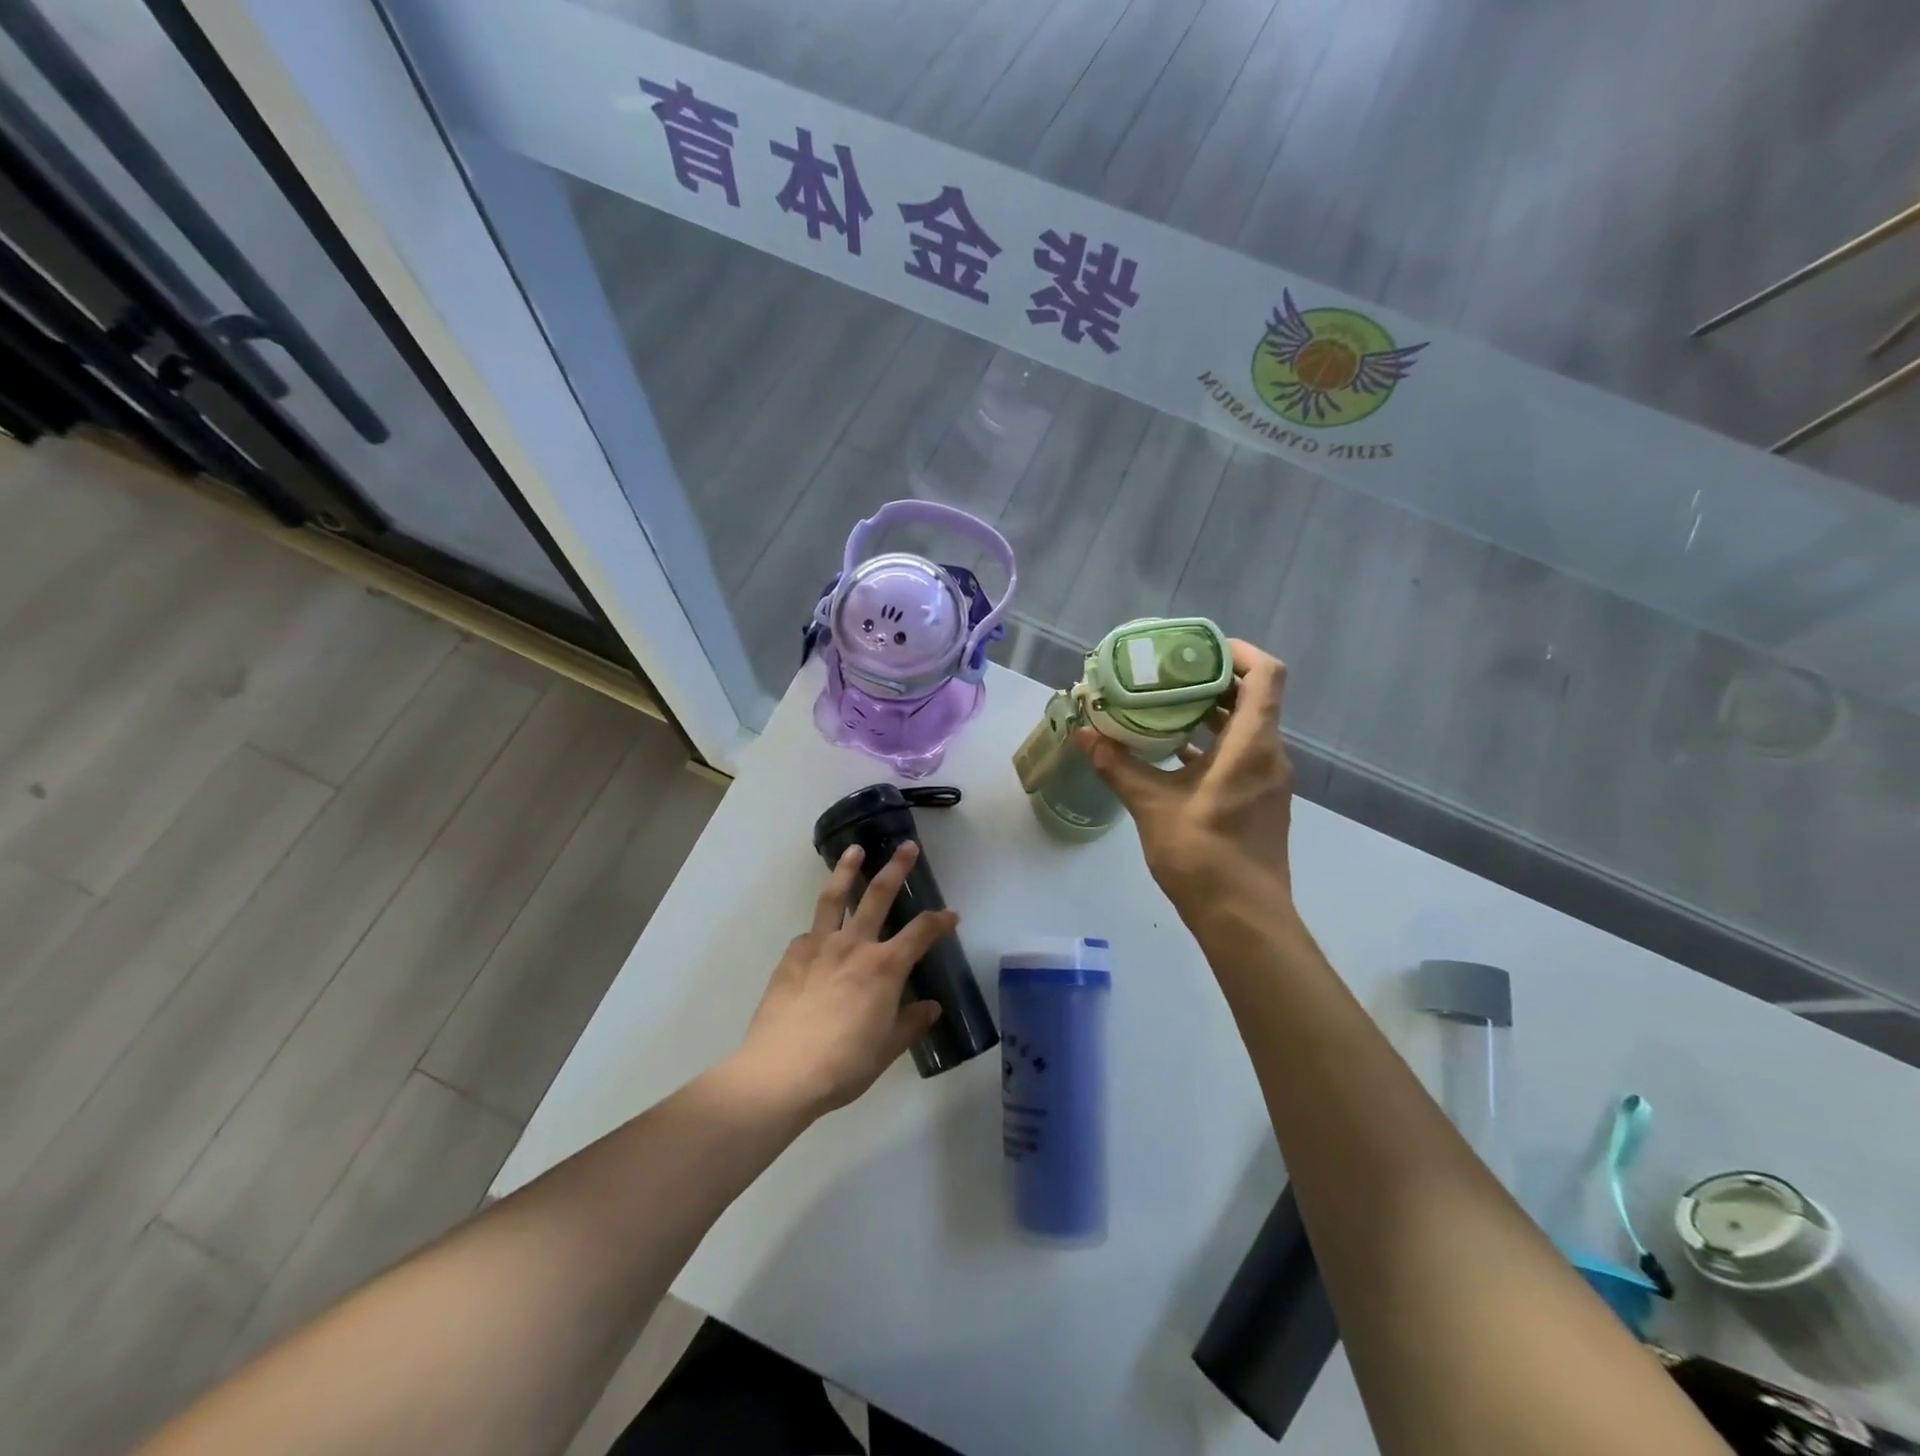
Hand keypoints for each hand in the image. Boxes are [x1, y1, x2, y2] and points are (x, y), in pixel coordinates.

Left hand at [736, 842, 955, 1116]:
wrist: (780, 1073)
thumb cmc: (843, 1065)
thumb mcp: (886, 1049)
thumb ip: (910, 1023)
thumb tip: (931, 1008)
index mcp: (884, 967)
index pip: (921, 932)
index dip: (940, 921)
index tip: (952, 915)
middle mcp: (854, 945)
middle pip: (878, 895)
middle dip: (896, 869)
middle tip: (907, 847)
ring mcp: (819, 947)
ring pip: (835, 897)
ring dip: (846, 870)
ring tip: (853, 849)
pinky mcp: (791, 957)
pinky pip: (808, 933)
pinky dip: (818, 928)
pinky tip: (817, 934)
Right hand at [1079, 640, 1295, 924]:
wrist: (1243, 918)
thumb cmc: (1202, 855)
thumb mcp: (1152, 805)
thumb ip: (1118, 765)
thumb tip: (1084, 734)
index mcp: (1252, 746)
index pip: (1265, 675)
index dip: (1237, 651)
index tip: (1196, 649)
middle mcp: (1269, 755)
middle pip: (1253, 698)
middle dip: (1211, 680)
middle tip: (1165, 674)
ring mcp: (1268, 780)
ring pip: (1246, 728)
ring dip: (1209, 713)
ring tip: (1162, 706)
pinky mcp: (1260, 800)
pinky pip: (1241, 755)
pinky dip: (1212, 744)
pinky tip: (1172, 752)